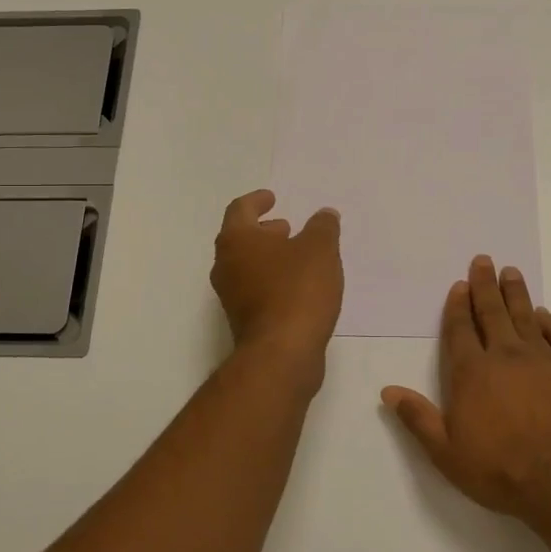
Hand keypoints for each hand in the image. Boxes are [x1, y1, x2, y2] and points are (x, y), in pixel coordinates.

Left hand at [210, 189, 343, 379]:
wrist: (282, 353)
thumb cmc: (297, 290)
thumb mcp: (320, 249)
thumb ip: (323, 227)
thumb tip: (324, 215)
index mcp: (236, 241)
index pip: (240, 209)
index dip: (257, 200)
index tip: (272, 198)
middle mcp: (225, 266)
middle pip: (240, 239)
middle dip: (263, 231)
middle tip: (286, 228)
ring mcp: (231, 297)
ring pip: (247, 266)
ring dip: (269, 257)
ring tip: (298, 256)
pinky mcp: (244, 321)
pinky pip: (256, 289)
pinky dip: (273, 280)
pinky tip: (299, 286)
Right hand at [382, 256, 550, 525]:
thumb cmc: (499, 469)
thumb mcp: (446, 452)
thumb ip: (418, 418)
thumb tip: (388, 391)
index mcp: (472, 372)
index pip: (460, 329)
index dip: (457, 306)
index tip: (459, 285)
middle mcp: (505, 355)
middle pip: (492, 312)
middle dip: (485, 285)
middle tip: (483, 261)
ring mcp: (542, 359)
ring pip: (525, 316)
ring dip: (516, 293)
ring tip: (511, 272)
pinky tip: (546, 315)